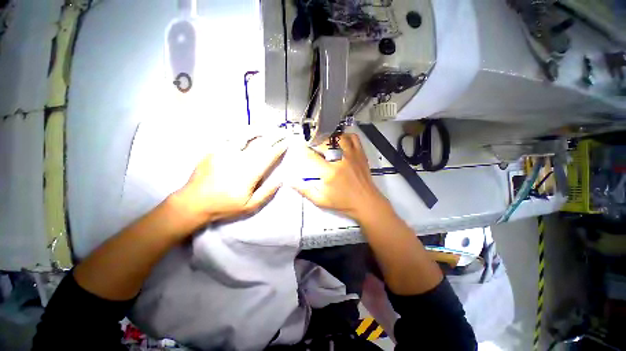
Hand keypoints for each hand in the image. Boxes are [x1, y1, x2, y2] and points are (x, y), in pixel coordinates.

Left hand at [175, 135, 286, 223]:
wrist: (194, 202)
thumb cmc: (225, 205)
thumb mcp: (250, 206)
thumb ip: (267, 192)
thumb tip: (280, 180)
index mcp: (249, 173)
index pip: (268, 156)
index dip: (279, 148)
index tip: (286, 142)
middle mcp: (239, 159)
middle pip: (260, 144)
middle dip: (274, 136)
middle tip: (282, 132)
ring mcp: (225, 153)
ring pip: (245, 135)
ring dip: (259, 130)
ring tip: (267, 127)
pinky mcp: (214, 150)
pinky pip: (230, 136)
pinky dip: (241, 131)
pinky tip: (246, 130)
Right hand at [291, 133, 390, 221]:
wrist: (366, 203)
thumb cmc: (343, 203)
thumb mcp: (320, 200)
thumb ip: (304, 190)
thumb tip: (289, 181)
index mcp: (330, 172)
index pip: (311, 156)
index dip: (302, 149)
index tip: (297, 146)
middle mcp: (341, 160)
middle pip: (324, 142)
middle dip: (313, 141)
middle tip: (310, 143)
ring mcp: (352, 155)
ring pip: (338, 136)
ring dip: (328, 136)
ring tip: (323, 140)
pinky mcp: (360, 154)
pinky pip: (353, 138)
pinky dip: (345, 135)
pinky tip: (339, 140)